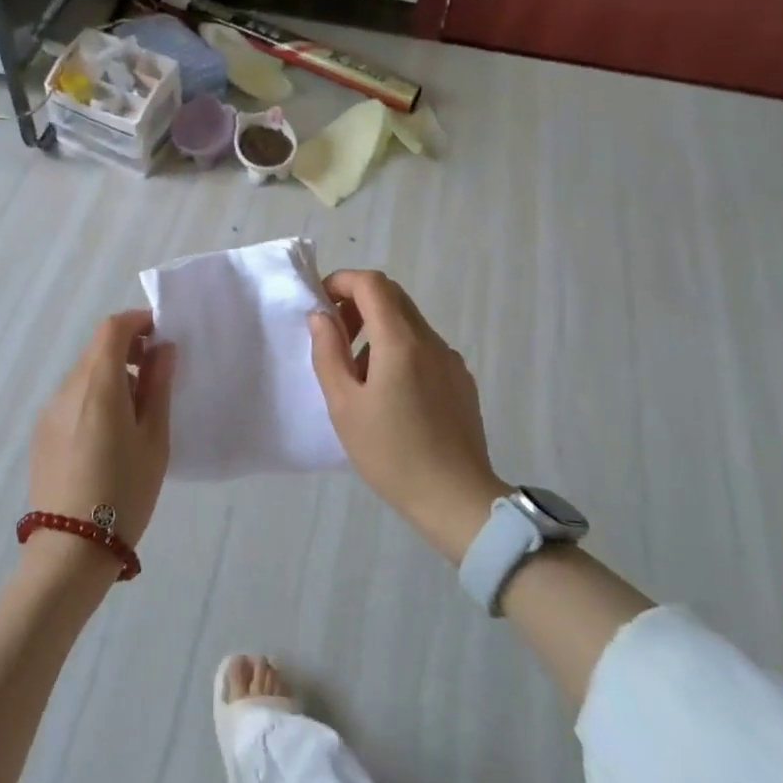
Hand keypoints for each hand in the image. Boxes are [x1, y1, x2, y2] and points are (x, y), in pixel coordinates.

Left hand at [28, 310, 174, 572]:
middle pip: (96, 349)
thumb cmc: (124, 492)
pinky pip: (71, 398)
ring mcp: (50, 411)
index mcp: (97, 384)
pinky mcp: (42, 433)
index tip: (161, 333)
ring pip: (83, 374)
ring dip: (110, 374)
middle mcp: (68, 388)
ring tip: (136, 407)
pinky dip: (94, 396)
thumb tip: (163, 349)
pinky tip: (109, 433)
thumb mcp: (154, 439)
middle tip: (157, 372)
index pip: (112, 329)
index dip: (137, 321)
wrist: (71, 550)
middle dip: (127, 348)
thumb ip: (157, 387)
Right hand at [308, 271, 503, 562]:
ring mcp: (450, 360)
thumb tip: (321, 316)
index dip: (342, 281)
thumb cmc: (391, 454)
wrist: (457, 500)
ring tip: (358, 372)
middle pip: (392, 296)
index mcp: (400, 341)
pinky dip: (399, 348)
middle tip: (334, 334)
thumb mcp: (344, 405)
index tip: (321, 303)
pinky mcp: (461, 380)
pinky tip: (390, 393)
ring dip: (378, 327)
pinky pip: (425, 347)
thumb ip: (328, 353)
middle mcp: (430, 340)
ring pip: (409, 321)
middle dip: (357, 302)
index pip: (372, 283)